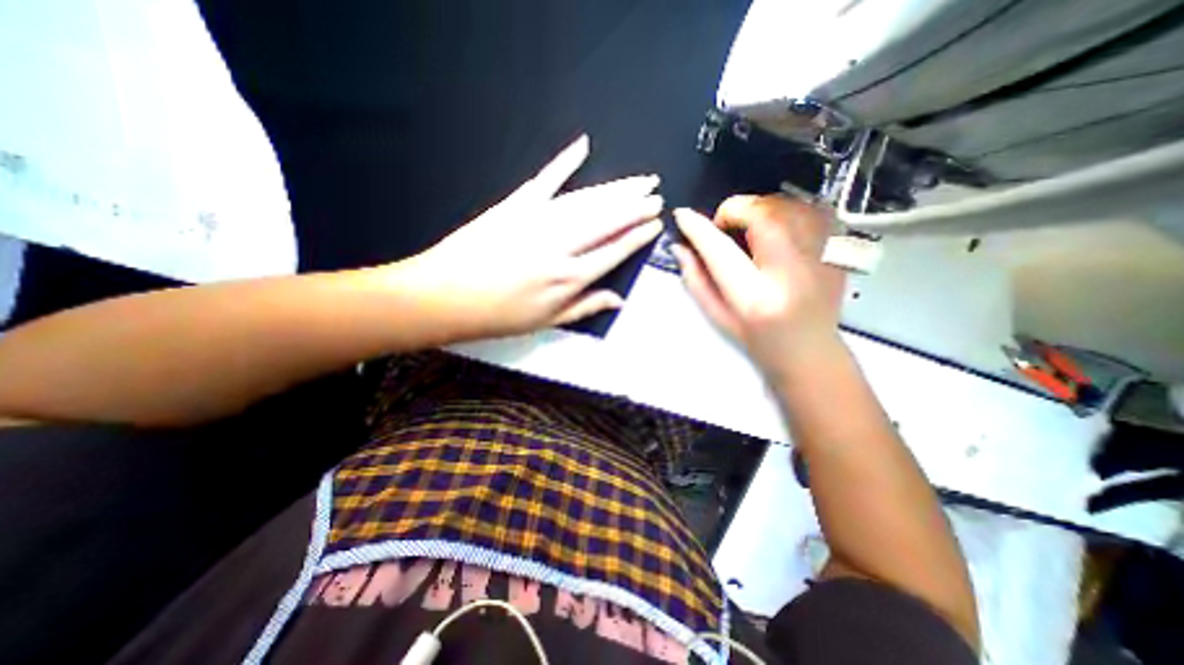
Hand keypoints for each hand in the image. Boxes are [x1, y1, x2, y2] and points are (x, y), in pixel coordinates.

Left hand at [401, 134, 662, 343]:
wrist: (443, 296)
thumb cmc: (496, 316)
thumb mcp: (546, 321)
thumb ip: (585, 307)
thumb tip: (618, 299)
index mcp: (568, 277)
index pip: (614, 250)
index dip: (637, 236)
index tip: (655, 224)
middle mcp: (560, 245)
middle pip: (607, 219)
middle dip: (635, 205)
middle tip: (656, 193)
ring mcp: (537, 220)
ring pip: (586, 200)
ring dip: (615, 188)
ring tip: (638, 180)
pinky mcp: (514, 205)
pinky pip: (546, 179)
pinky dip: (565, 161)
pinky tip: (582, 146)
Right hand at [669, 196, 846, 381]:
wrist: (810, 350)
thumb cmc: (758, 338)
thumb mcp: (718, 316)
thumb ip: (696, 280)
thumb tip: (681, 247)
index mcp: (756, 298)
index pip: (721, 251)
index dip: (698, 229)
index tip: (683, 216)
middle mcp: (792, 274)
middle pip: (762, 214)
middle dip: (735, 210)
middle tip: (725, 228)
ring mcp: (823, 257)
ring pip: (787, 204)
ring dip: (759, 208)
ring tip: (750, 230)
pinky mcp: (839, 249)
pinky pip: (809, 207)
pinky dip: (785, 209)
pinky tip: (777, 231)